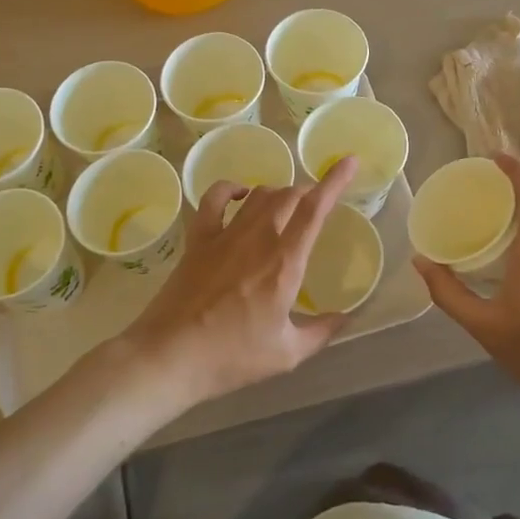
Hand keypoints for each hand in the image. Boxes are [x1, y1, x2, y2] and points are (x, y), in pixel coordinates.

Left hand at [114, 157, 360, 410]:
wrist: (170, 355)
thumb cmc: (232, 356)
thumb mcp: (287, 353)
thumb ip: (321, 332)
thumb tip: (345, 318)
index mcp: (285, 262)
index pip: (315, 209)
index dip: (334, 181)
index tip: (349, 162)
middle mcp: (258, 238)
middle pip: (289, 196)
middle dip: (308, 192)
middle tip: (316, 204)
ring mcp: (225, 235)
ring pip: (258, 195)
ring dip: (278, 194)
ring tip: (285, 206)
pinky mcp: (198, 239)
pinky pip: (214, 199)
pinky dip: (229, 188)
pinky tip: (239, 194)